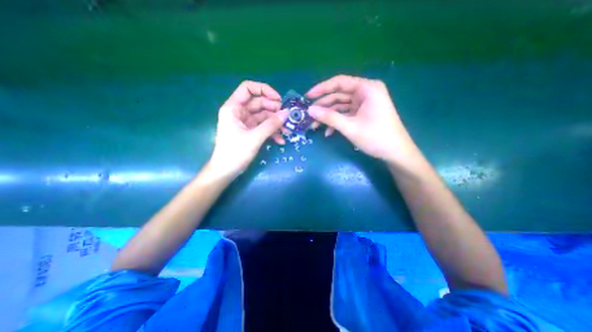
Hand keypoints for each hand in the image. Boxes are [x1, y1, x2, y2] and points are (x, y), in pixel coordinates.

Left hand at [210, 80, 289, 177]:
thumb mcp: (254, 138)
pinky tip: (280, 140)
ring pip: (263, 116)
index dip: (264, 90)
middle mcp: (239, 112)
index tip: (278, 99)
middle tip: (286, 118)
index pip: (248, 89)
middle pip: (259, 103)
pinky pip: (263, 127)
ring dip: (276, 123)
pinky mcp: (250, 132)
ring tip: (287, 131)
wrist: (226, 171)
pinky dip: (272, 132)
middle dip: (274, 110)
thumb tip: (287, 113)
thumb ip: (271, 125)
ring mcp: (245, 123)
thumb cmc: (235, 153)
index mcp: (233, 108)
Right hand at [307, 74, 417, 163]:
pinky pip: (347, 114)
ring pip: (341, 106)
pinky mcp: (364, 113)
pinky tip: (328, 132)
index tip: (307, 96)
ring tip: (315, 125)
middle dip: (324, 106)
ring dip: (328, 116)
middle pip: (339, 95)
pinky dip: (337, 121)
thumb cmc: (376, 137)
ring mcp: (365, 103)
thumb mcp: (350, 127)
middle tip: (309, 115)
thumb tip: (309, 110)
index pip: (340, 82)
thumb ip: (329, 117)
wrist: (395, 153)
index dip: (322, 88)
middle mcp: (366, 92)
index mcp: (367, 88)